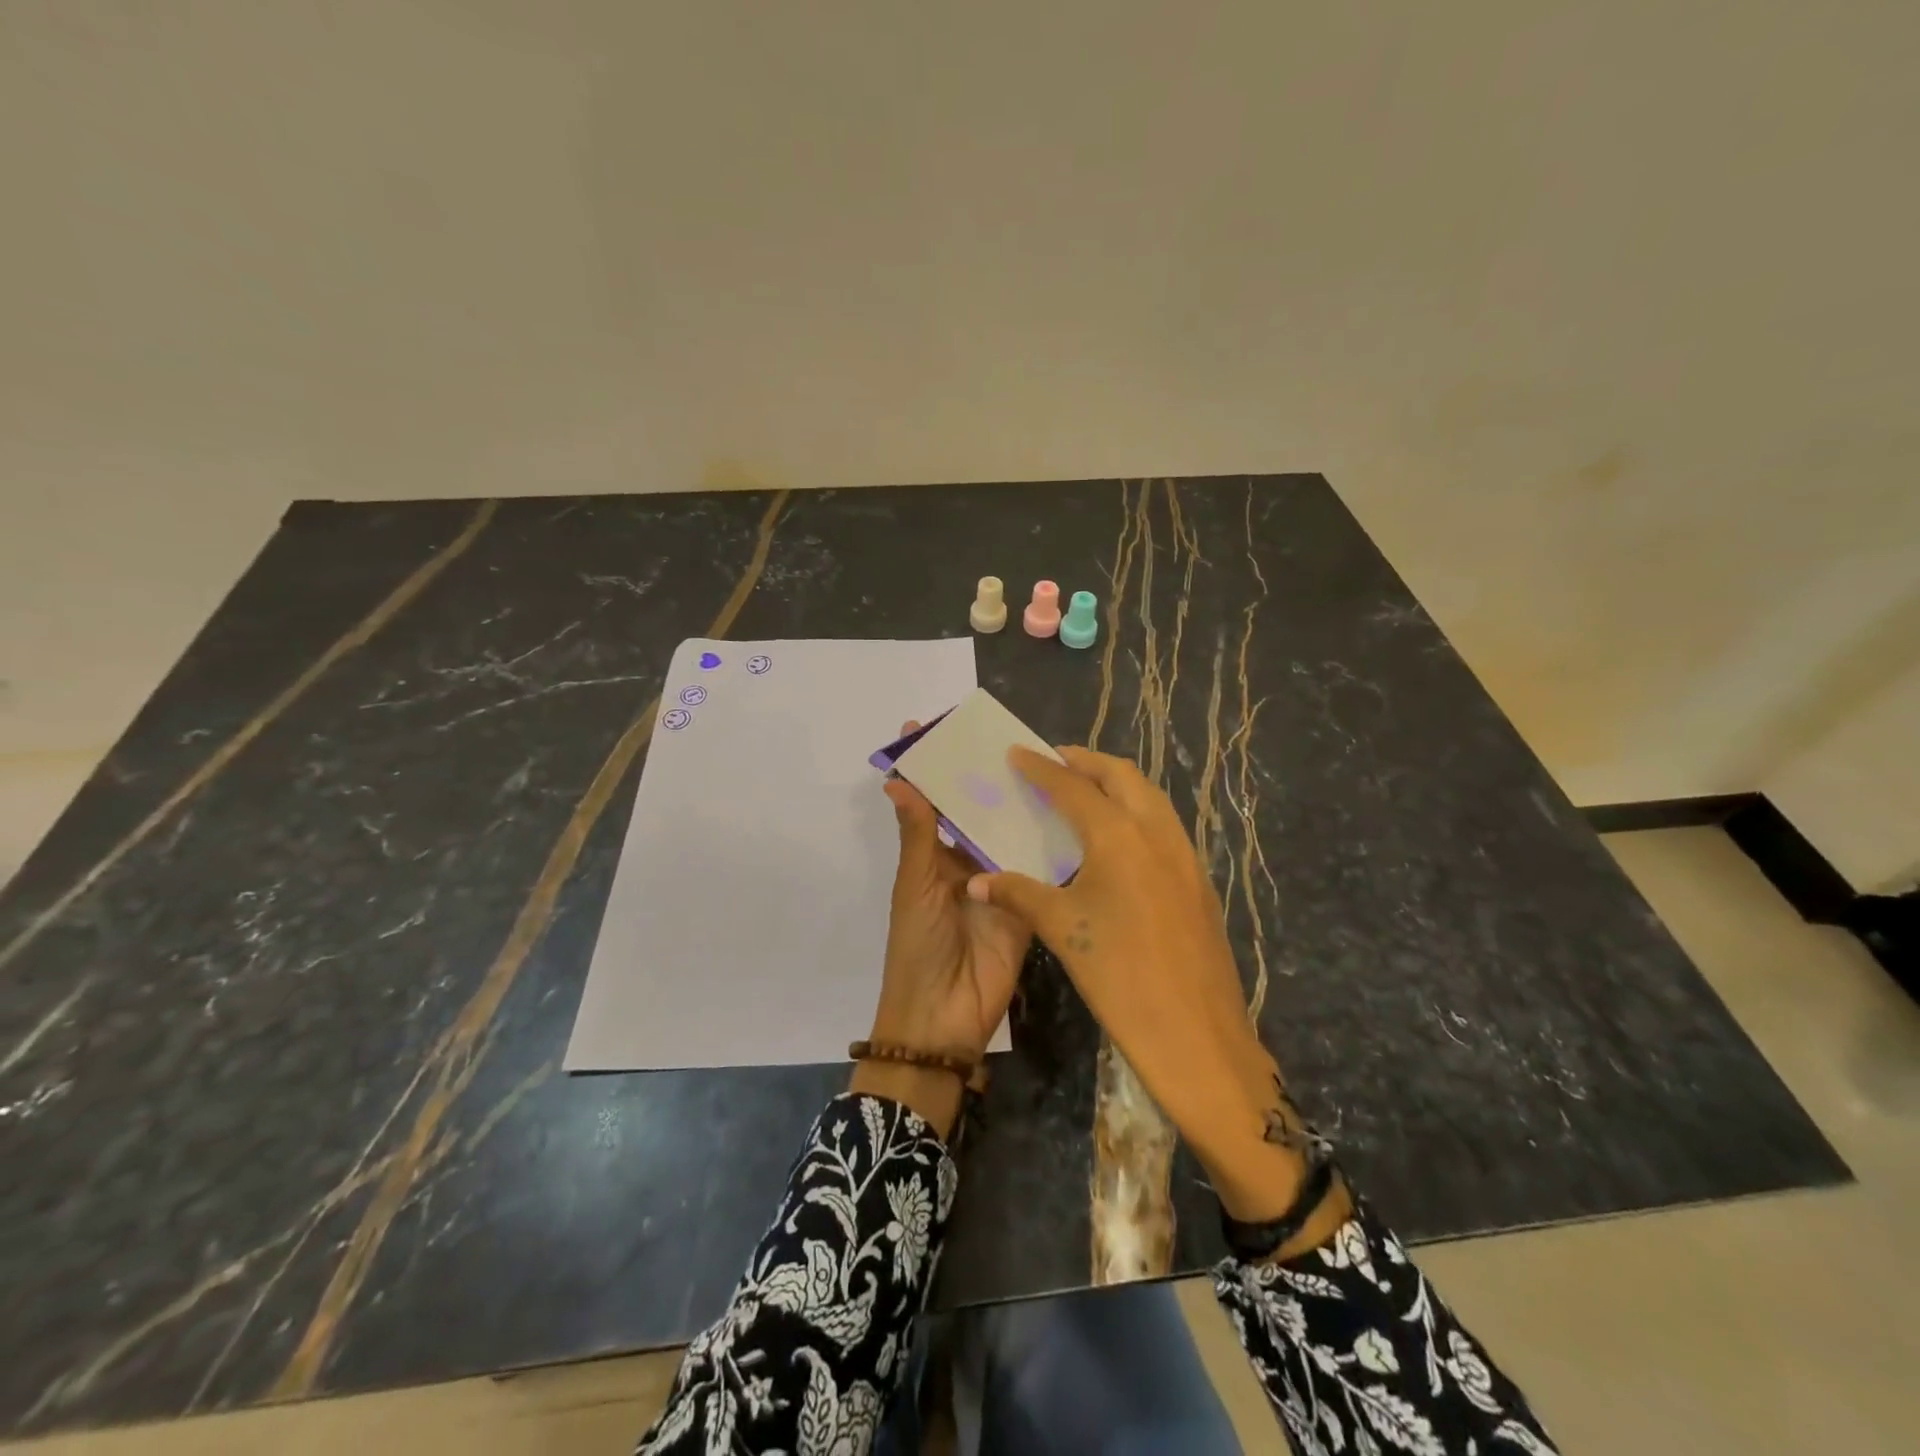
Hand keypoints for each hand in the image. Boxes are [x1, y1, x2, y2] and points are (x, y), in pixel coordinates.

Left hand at [854, 724, 1029, 1136]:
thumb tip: (896, 780)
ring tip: (1047, 760)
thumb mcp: (916, 887)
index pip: (933, 801)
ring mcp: (1001, 879)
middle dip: (987, 776)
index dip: (932, 767)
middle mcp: (968, 859)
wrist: (946, 1017)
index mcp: (934, 854)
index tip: (935, 725)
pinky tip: (1073, 808)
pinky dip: (1051, 841)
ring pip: (1012, 831)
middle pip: (978, 810)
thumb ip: (918, 835)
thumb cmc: (918, 947)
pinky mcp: (1030, 900)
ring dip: (1022, 803)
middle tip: (1011, 734)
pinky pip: (1041, 866)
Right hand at [967, 747, 1344, 1237]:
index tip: (1018, 752)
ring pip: (1150, 797)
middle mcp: (1157, 832)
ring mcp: (1185, 855)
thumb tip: (975, 883)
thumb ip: (1018, 894)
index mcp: (1119, 836)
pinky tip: (1117, 839)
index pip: (1073, 787)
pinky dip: (1137, 812)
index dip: (1042, 768)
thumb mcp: (1063, 930)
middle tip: (1054, 761)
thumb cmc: (1120, 977)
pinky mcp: (1198, 879)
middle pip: (1122, 776)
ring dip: (1116, 783)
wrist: (1197, 1035)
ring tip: (1084, 790)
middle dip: (1086, 762)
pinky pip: (1164, 825)